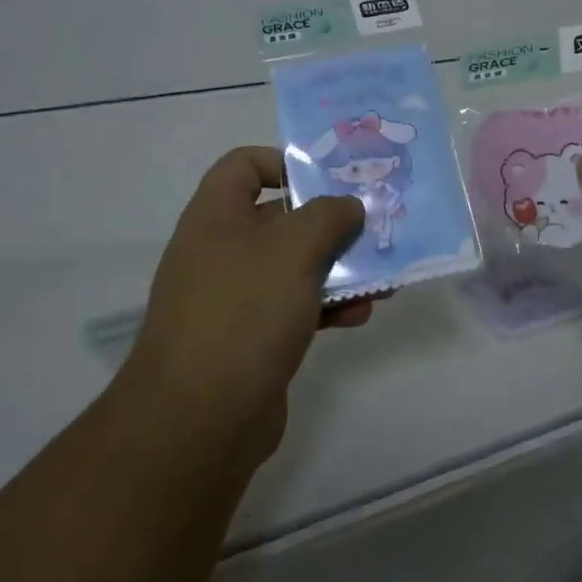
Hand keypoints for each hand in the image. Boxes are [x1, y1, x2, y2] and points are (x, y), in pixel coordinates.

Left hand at [127, 147, 369, 464]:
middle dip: (329, 221)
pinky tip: (361, 315)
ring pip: (293, 266)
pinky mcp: (249, 339)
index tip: (330, 181)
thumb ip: (328, 216)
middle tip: (374, 226)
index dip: (286, 162)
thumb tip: (348, 206)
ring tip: (382, 276)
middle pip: (279, 217)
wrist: (199, 419)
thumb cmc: (244, 311)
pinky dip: (327, 306)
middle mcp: (220, 250)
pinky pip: (294, 307)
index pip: (245, 164)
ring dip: (337, 267)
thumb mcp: (294, 248)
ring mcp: (233, 298)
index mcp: (216, 215)